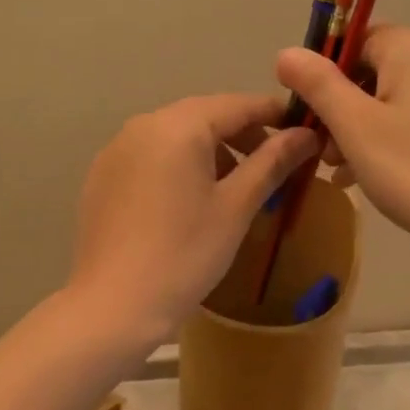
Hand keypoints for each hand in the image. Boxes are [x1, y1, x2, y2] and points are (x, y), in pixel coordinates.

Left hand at [70, 94, 317, 338]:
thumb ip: (272, 162)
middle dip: (242, 135)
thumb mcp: (236, 207)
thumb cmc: (185, 253)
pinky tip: (191, 202)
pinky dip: (179, 165)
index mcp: (178, 126)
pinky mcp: (102, 176)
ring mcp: (116, 150)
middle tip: (274, 165)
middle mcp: (142, 125)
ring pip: (176, 136)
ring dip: (211, 151)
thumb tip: (306, 134)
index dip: (274, 115)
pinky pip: (151, 156)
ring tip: (236, 187)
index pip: (237, 105)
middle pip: (204, 116)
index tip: (303, 131)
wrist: (113, 305)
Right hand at [275, 27, 409, 253]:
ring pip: (384, 100)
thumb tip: (285, 52)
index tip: (303, 112)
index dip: (321, 74)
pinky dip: (380, 140)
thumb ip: (317, 83)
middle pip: (366, 71)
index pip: (351, 41)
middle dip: (336, 108)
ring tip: (335, 169)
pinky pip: (406, 119)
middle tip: (318, 149)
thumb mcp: (354, 125)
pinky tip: (359, 176)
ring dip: (353, 129)